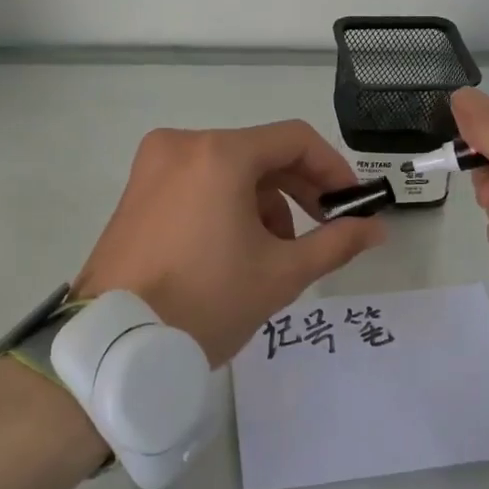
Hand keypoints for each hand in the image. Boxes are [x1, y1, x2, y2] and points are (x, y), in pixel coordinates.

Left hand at [74, 121, 385, 365]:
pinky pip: (200, 182)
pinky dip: (228, 205)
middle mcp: (183, 144)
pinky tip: (237, 249)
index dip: (333, 169)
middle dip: (300, 190)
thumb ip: (336, 243)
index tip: (352, 205)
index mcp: (219, 154)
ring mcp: (153, 166)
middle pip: (261, 152)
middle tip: (327, 229)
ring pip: (231, 169)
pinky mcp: (137, 190)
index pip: (295, 140)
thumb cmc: (205, 303)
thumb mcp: (281, 274)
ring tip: (276, 252)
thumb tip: (376, 229)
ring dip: (265, 202)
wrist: (111, 349)